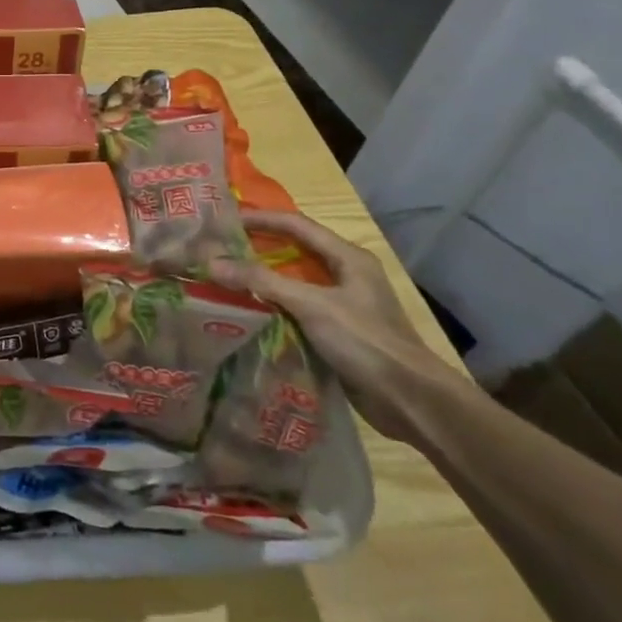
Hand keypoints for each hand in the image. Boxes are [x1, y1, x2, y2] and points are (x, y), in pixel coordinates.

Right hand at [233, 208, 467, 442]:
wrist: (410, 402)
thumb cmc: (365, 341)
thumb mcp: (311, 305)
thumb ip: (261, 281)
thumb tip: (211, 262)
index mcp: (347, 258)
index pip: (297, 224)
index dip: (260, 219)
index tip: (224, 221)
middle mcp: (345, 276)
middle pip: (293, 252)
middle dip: (256, 248)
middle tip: (218, 248)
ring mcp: (342, 306)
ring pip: (292, 283)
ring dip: (261, 280)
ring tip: (224, 278)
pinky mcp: (336, 333)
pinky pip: (295, 311)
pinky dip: (270, 308)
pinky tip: (245, 312)